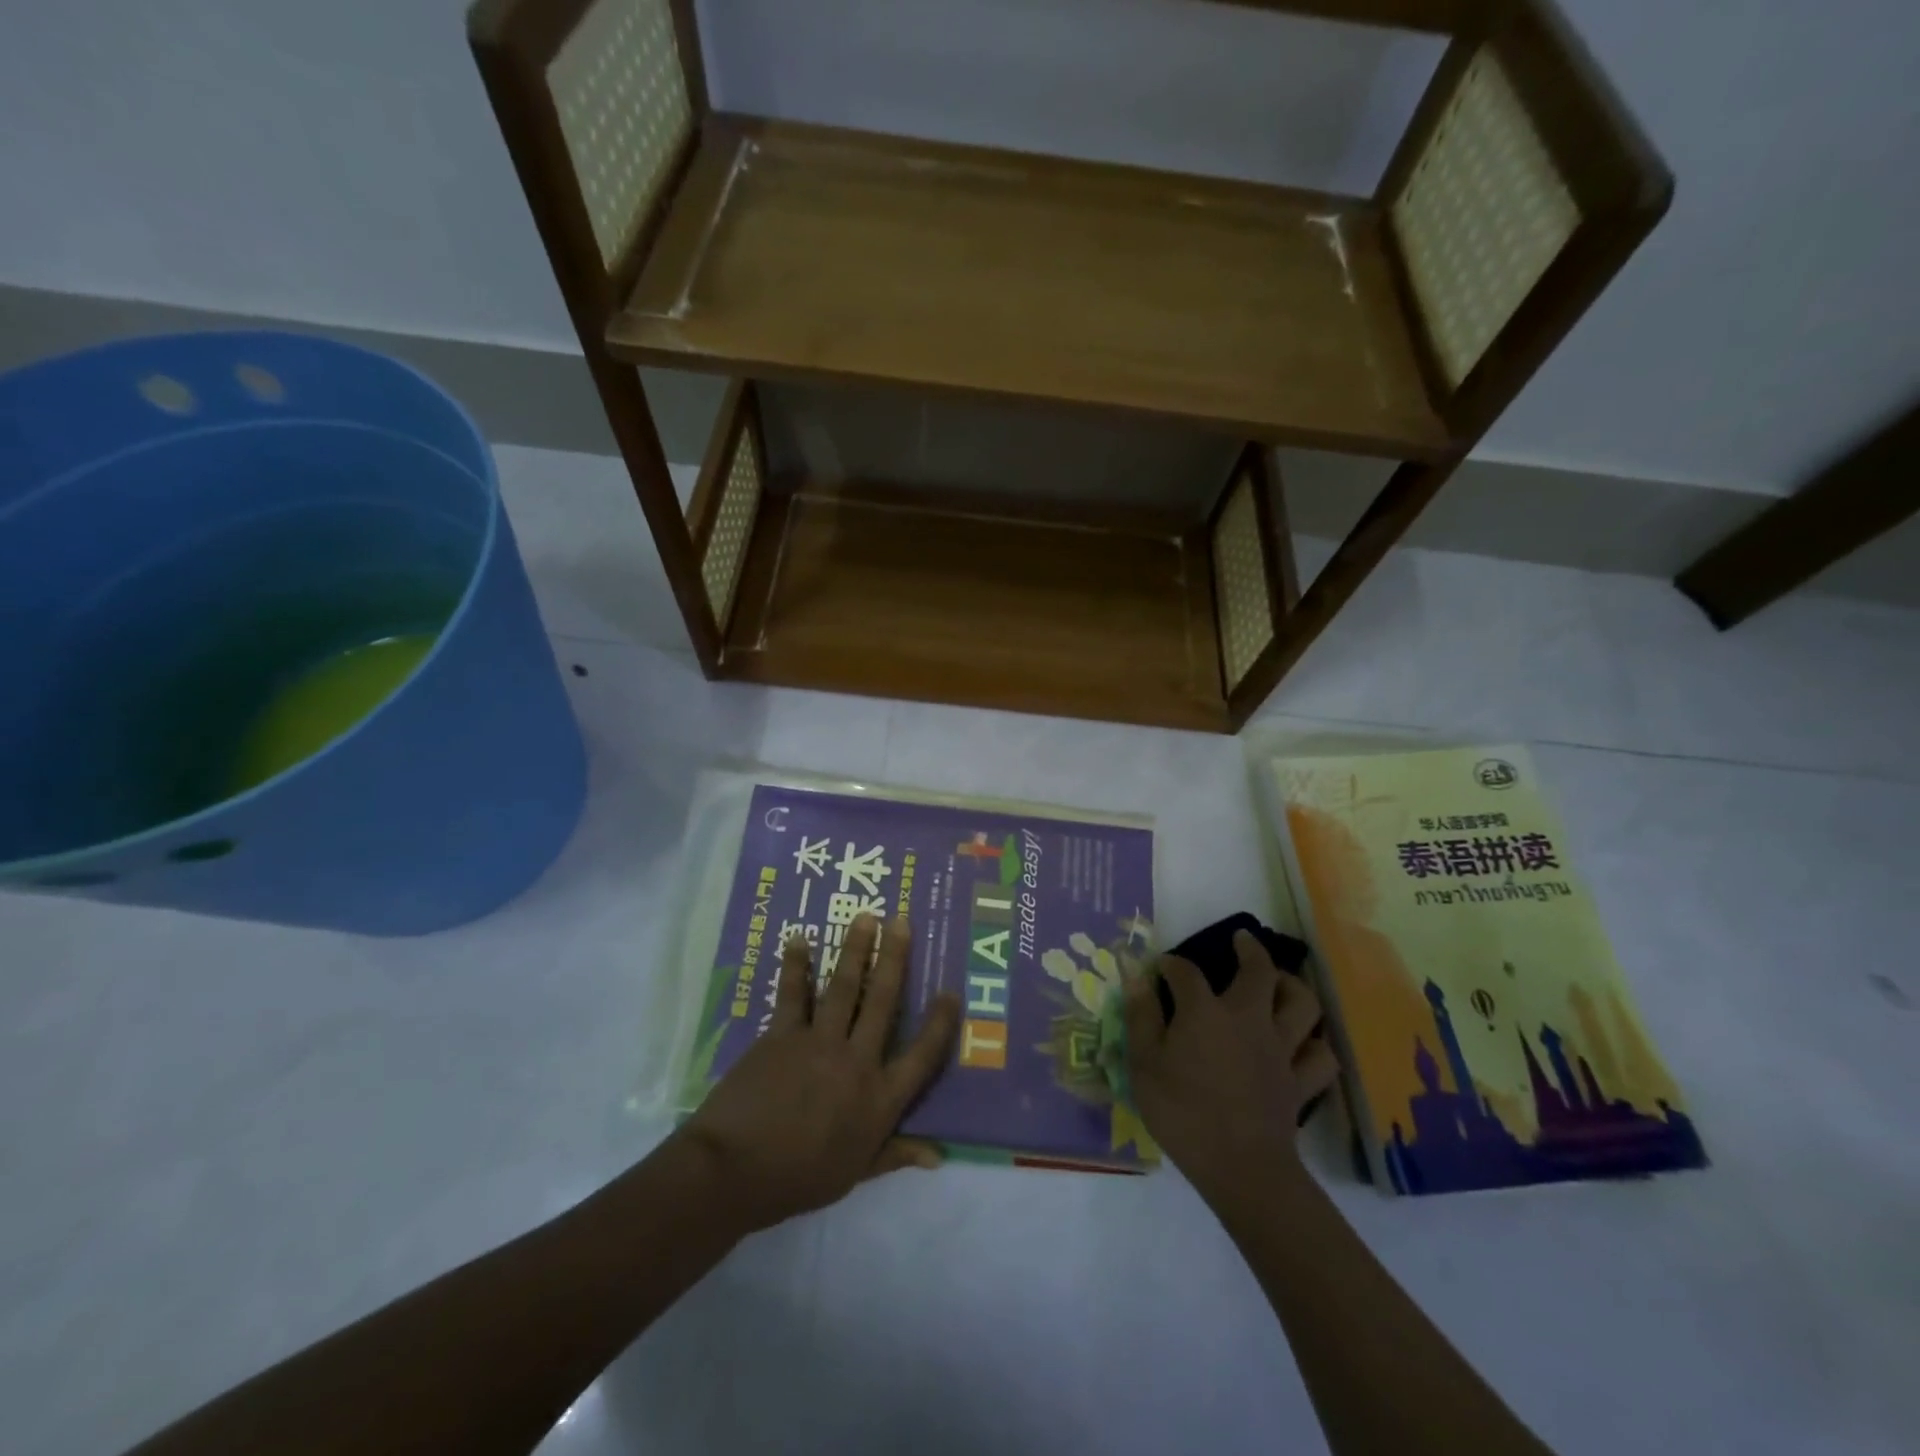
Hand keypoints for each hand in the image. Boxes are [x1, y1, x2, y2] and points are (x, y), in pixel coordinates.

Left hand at [678, 915, 959, 1234]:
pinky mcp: (782, 1035)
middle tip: (901, 921)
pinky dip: (796, 965)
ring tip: (865, 917)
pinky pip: (794, 993)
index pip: (922, 1055)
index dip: (940, 1023)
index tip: (951, 991)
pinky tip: (799, 940)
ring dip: (855, 949)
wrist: (733, 1172)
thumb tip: (938, 1156)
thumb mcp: (855, 1173)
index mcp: (879, 1098)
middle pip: (883, 1001)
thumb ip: (895, 1155)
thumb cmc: (798, 1179)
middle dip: (894, 958)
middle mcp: (856, 1061)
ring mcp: (818, 1042)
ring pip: (843, 987)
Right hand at [1124, 930, 1337, 1204]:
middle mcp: (1248, 1019)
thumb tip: (1136, 976)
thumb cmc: (1183, 1113)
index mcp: (1206, 1012)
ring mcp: (1281, 1050)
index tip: (1162, 968)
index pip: (1186, 973)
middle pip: (1259, 971)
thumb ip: (1141, 1017)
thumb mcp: (1144, 1064)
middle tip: (1242, 941)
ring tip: (1280, 982)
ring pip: (1302, 1004)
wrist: (1240, 1168)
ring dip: (1293, 986)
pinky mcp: (1300, 1082)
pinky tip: (1304, 1043)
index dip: (1172, 965)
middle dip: (1250, 949)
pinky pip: (1320, 1056)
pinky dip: (1314, 1045)